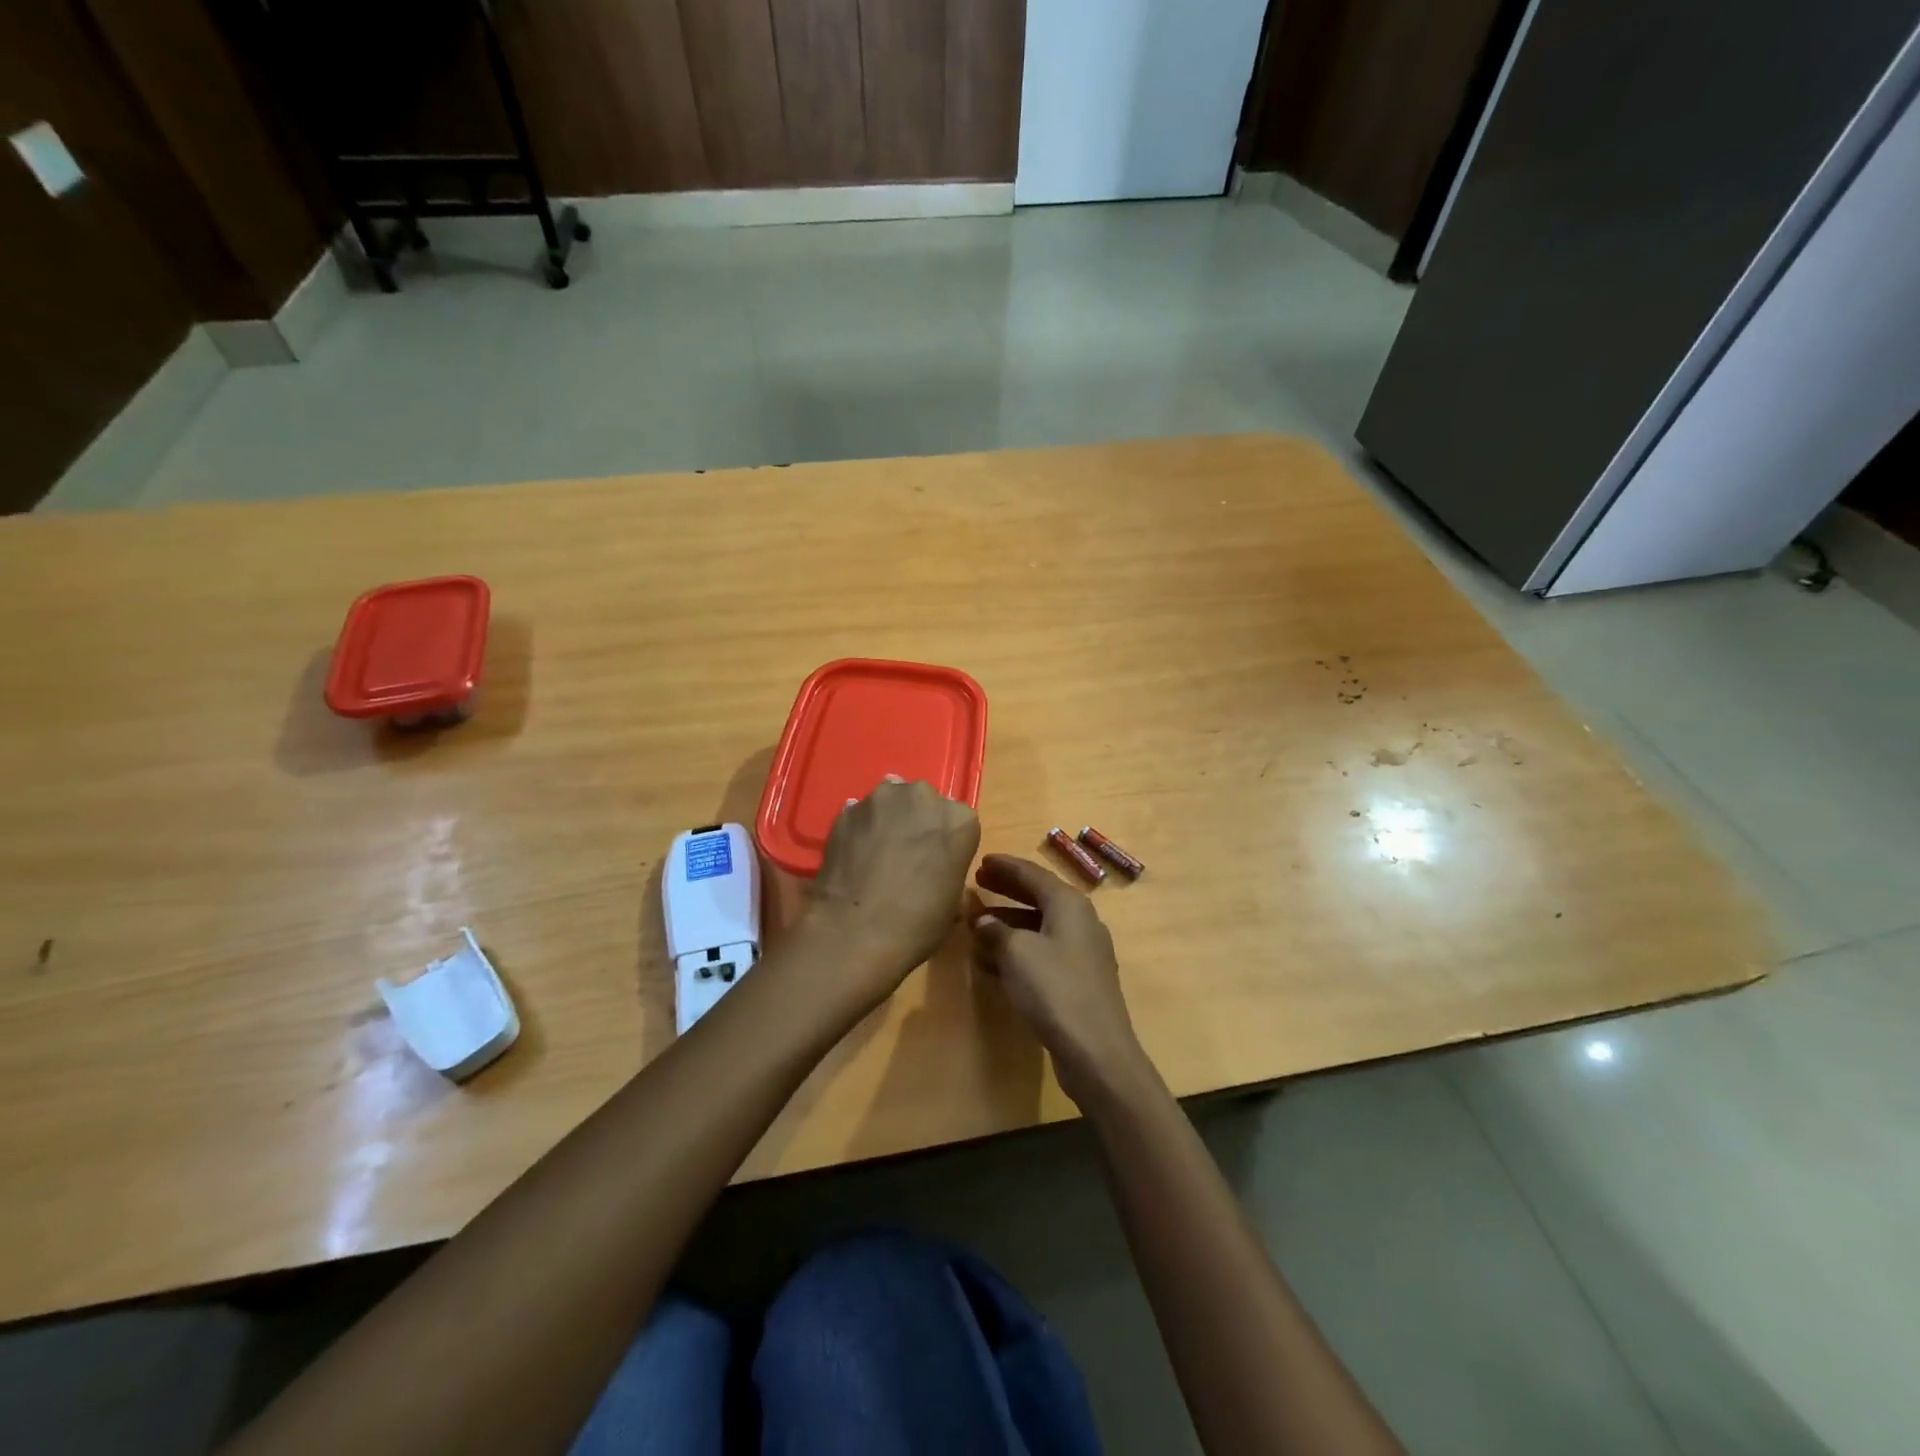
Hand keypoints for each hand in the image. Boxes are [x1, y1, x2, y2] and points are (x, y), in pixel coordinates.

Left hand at [805, 777, 980, 1003]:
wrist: (855, 932)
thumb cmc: (917, 924)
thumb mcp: (952, 902)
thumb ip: (948, 870)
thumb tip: (933, 870)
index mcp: (959, 820)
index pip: (959, 820)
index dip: (946, 841)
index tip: (937, 860)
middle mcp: (923, 797)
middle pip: (924, 800)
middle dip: (917, 820)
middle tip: (907, 852)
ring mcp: (881, 800)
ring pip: (890, 799)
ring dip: (888, 817)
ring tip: (877, 850)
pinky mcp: (847, 810)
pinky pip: (860, 814)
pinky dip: (861, 827)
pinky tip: (855, 853)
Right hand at [972, 854, 1157, 1110]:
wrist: (1096, 1050)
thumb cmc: (1054, 989)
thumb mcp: (1017, 953)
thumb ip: (996, 931)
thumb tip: (983, 920)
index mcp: (1069, 904)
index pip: (1033, 874)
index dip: (1005, 867)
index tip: (981, 861)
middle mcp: (1080, 921)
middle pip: (1038, 896)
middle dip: (1007, 890)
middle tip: (978, 883)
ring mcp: (1082, 953)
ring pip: (1039, 926)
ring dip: (1009, 923)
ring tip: (977, 924)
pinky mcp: (1079, 980)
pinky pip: (1043, 952)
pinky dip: (1018, 950)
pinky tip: (993, 961)